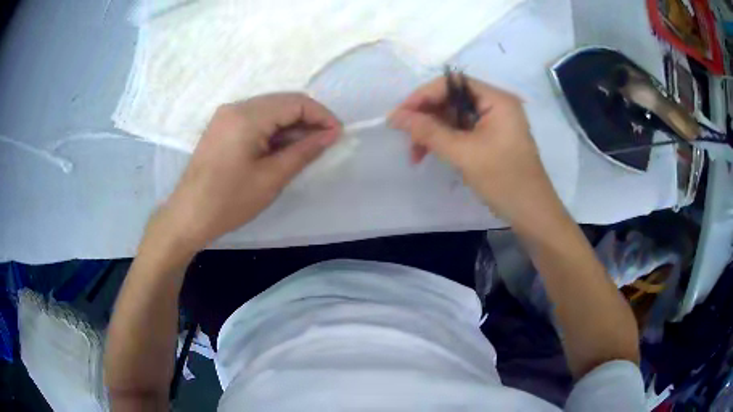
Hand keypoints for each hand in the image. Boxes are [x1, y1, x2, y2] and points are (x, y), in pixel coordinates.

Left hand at [149, 93, 341, 252]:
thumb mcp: (272, 178)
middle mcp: (236, 107)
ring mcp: (226, 115)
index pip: (295, 102)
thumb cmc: (229, 201)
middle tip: (325, 143)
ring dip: (291, 125)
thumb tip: (332, 134)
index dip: (322, 115)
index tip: (338, 135)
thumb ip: (304, 151)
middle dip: (308, 119)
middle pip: (282, 102)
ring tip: (305, 149)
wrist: (188, 216)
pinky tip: (282, 148)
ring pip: (270, 110)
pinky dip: (273, 130)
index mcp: (247, 116)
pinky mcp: (222, 126)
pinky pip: (255, 119)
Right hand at [389, 76, 560, 226]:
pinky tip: (430, 155)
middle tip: (406, 138)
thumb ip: (429, 131)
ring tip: (415, 155)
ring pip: (454, 118)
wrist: (532, 214)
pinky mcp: (492, 139)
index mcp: (497, 99)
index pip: (453, 83)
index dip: (424, 95)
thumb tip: (395, 116)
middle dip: (427, 118)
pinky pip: (462, 132)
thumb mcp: (464, 154)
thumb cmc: (504, 180)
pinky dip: (444, 142)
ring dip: (432, 133)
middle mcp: (496, 105)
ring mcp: (495, 123)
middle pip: (452, 100)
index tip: (400, 114)